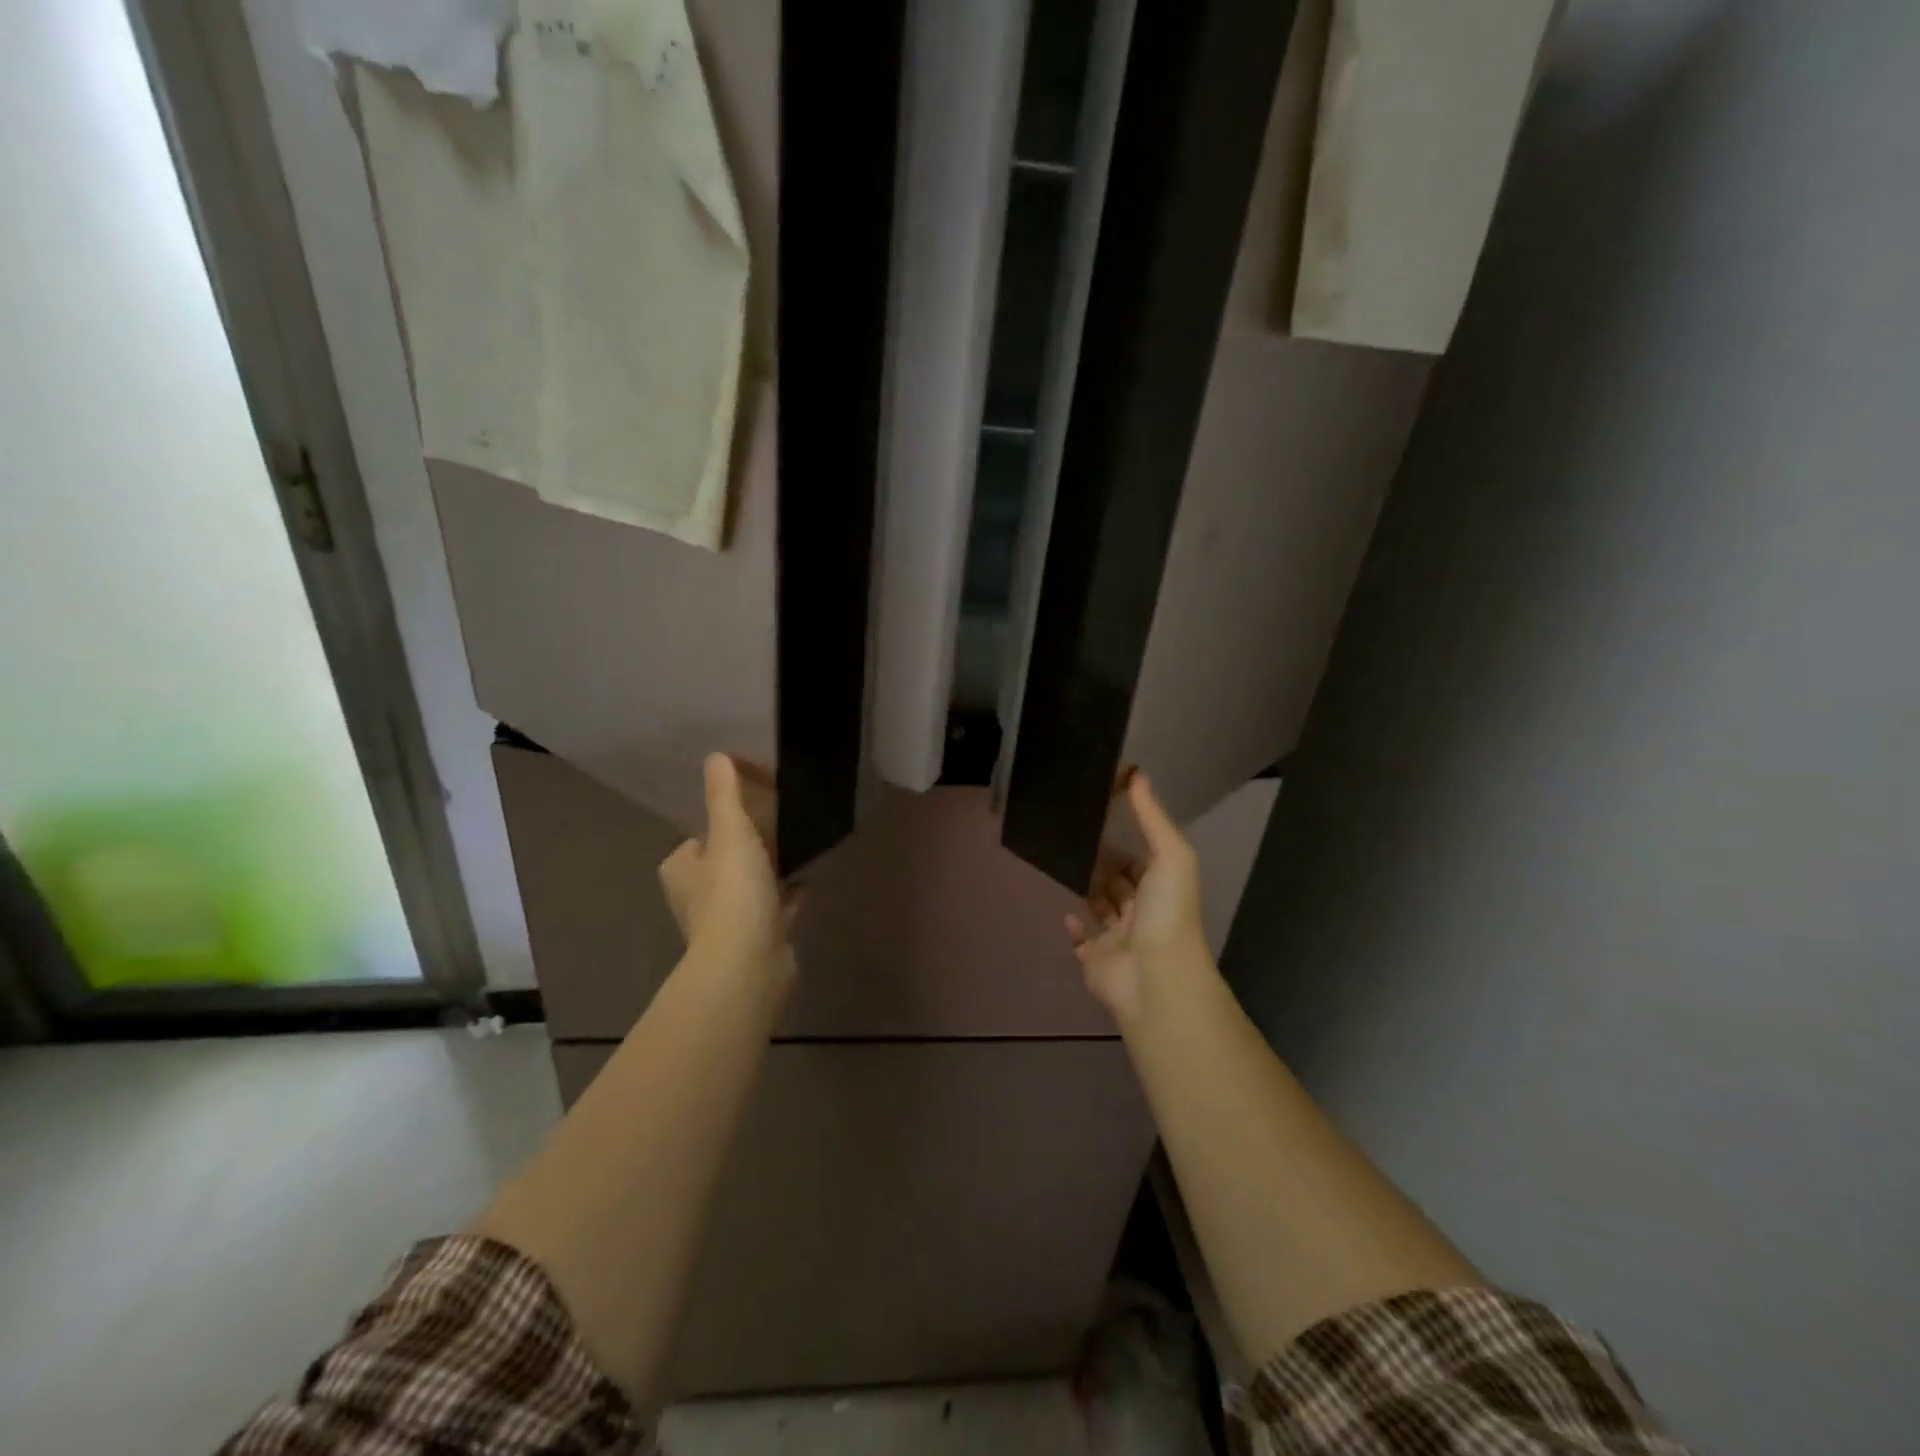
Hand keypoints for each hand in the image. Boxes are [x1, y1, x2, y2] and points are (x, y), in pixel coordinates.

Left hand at [658, 754, 793, 980]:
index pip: (694, 843)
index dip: (717, 828)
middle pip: (724, 865)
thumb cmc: (732, 893)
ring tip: (799, 848)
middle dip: (747, 850)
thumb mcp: (730, 832)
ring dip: (769, 873)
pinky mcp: (759, 939)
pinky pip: (776, 909)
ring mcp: (729, 923)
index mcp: (683, 872)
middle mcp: (699, 899)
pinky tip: (810, 880)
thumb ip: (726, 795)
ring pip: (750, 888)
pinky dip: (789, 896)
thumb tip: (717, 756)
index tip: (747, 813)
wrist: (749, 963)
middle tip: (779, 827)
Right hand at [1066, 772, 1210, 1022]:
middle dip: (1102, 863)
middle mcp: (1142, 912)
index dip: (1126, 841)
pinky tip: (1065, 912)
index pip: (1142, 860)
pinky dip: (1074, 928)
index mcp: (1162, 888)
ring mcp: (1119, 939)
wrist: (1154, 977)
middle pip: (1120, 883)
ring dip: (1087, 889)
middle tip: (1072, 836)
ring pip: (1101, 909)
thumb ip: (1152, 816)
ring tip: (1062, 863)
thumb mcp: (1170, 855)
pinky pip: (1082, 942)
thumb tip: (1137, 773)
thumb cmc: (1166, 912)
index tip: (1100, 816)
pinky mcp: (1096, 961)